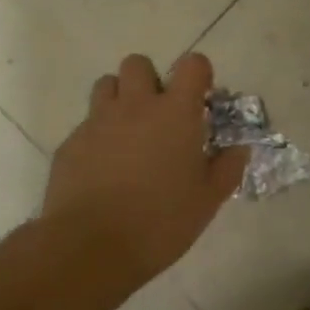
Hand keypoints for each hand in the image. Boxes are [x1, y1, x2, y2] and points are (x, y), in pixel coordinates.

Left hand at [43, 52, 248, 285]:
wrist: (91, 246)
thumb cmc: (160, 221)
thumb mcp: (208, 200)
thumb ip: (227, 168)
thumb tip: (238, 148)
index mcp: (175, 113)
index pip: (192, 65)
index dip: (198, 74)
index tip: (200, 98)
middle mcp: (135, 105)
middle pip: (138, 63)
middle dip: (149, 80)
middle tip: (158, 115)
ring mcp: (98, 121)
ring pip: (106, 85)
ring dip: (119, 99)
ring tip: (127, 134)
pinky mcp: (70, 142)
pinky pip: (86, 124)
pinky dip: (97, 136)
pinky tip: (102, 169)